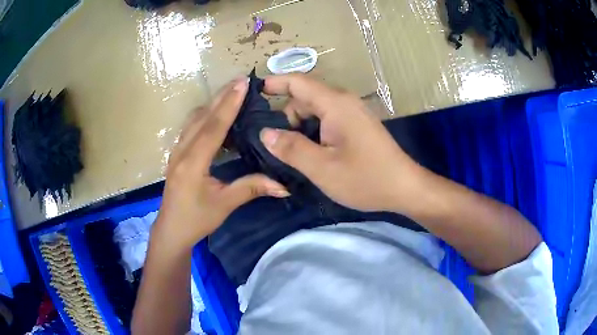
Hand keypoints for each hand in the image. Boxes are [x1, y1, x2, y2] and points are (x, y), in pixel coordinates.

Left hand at [154, 77, 289, 250]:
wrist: (171, 230)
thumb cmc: (196, 220)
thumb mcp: (224, 205)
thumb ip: (251, 188)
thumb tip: (284, 186)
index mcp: (193, 162)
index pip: (214, 126)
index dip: (229, 103)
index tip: (243, 83)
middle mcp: (182, 150)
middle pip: (202, 116)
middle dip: (222, 96)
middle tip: (241, 80)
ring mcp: (176, 151)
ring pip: (194, 119)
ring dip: (213, 104)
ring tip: (232, 94)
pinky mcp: (176, 154)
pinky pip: (191, 128)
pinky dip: (205, 116)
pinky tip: (217, 117)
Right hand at [260, 74, 422, 212]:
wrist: (404, 188)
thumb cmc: (366, 178)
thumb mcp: (322, 168)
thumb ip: (290, 148)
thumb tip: (265, 133)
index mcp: (335, 104)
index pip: (298, 82)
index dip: (274, 83)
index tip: (253, 93)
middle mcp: (344, 102)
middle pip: (304, 97)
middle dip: (285, 115)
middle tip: (272, 144)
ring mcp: (352, 113)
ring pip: (315, 110)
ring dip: (299, 126)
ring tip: (290, 153)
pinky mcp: (357, 126)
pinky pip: (327, 120)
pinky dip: (313, 131)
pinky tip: (310, 152)